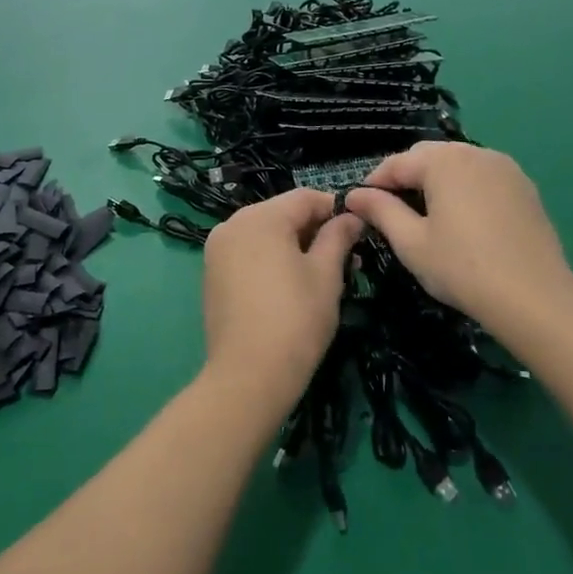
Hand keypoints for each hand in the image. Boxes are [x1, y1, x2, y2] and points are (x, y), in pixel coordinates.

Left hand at [200, 189, 361, 409]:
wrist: (248, 375)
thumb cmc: (295, 319)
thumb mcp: (326, 275)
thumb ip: (338, 237)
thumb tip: (351, 217)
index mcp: (260, 217)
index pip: (305, 198)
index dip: (336, 209)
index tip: (360, 230)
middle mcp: (232, 224)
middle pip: (282, 214)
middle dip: (315, 230)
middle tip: (347, 258)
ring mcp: (217, 249)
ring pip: (265, 234)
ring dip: (295, 246)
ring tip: (324, 274)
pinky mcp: (212, 274)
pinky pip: (248, 253)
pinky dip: (271, 260)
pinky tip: (291, 285)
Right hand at [345, 143, 572, 328]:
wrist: (535, 298)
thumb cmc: (462, 268)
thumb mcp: (410, 242)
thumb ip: (380, 211)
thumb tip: (354, 195)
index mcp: (443, 161)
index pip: (396, 163)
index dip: (374, 183)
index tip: (360, 207)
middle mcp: (474, 152)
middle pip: (427, 156)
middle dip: (406, 177)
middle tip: (392, 212)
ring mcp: (505, 168)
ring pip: (457, 164)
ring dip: (436, 181)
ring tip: (427, 215)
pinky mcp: (524, 187)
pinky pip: (483, 177)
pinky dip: (465, 189)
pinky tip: (463, 220)